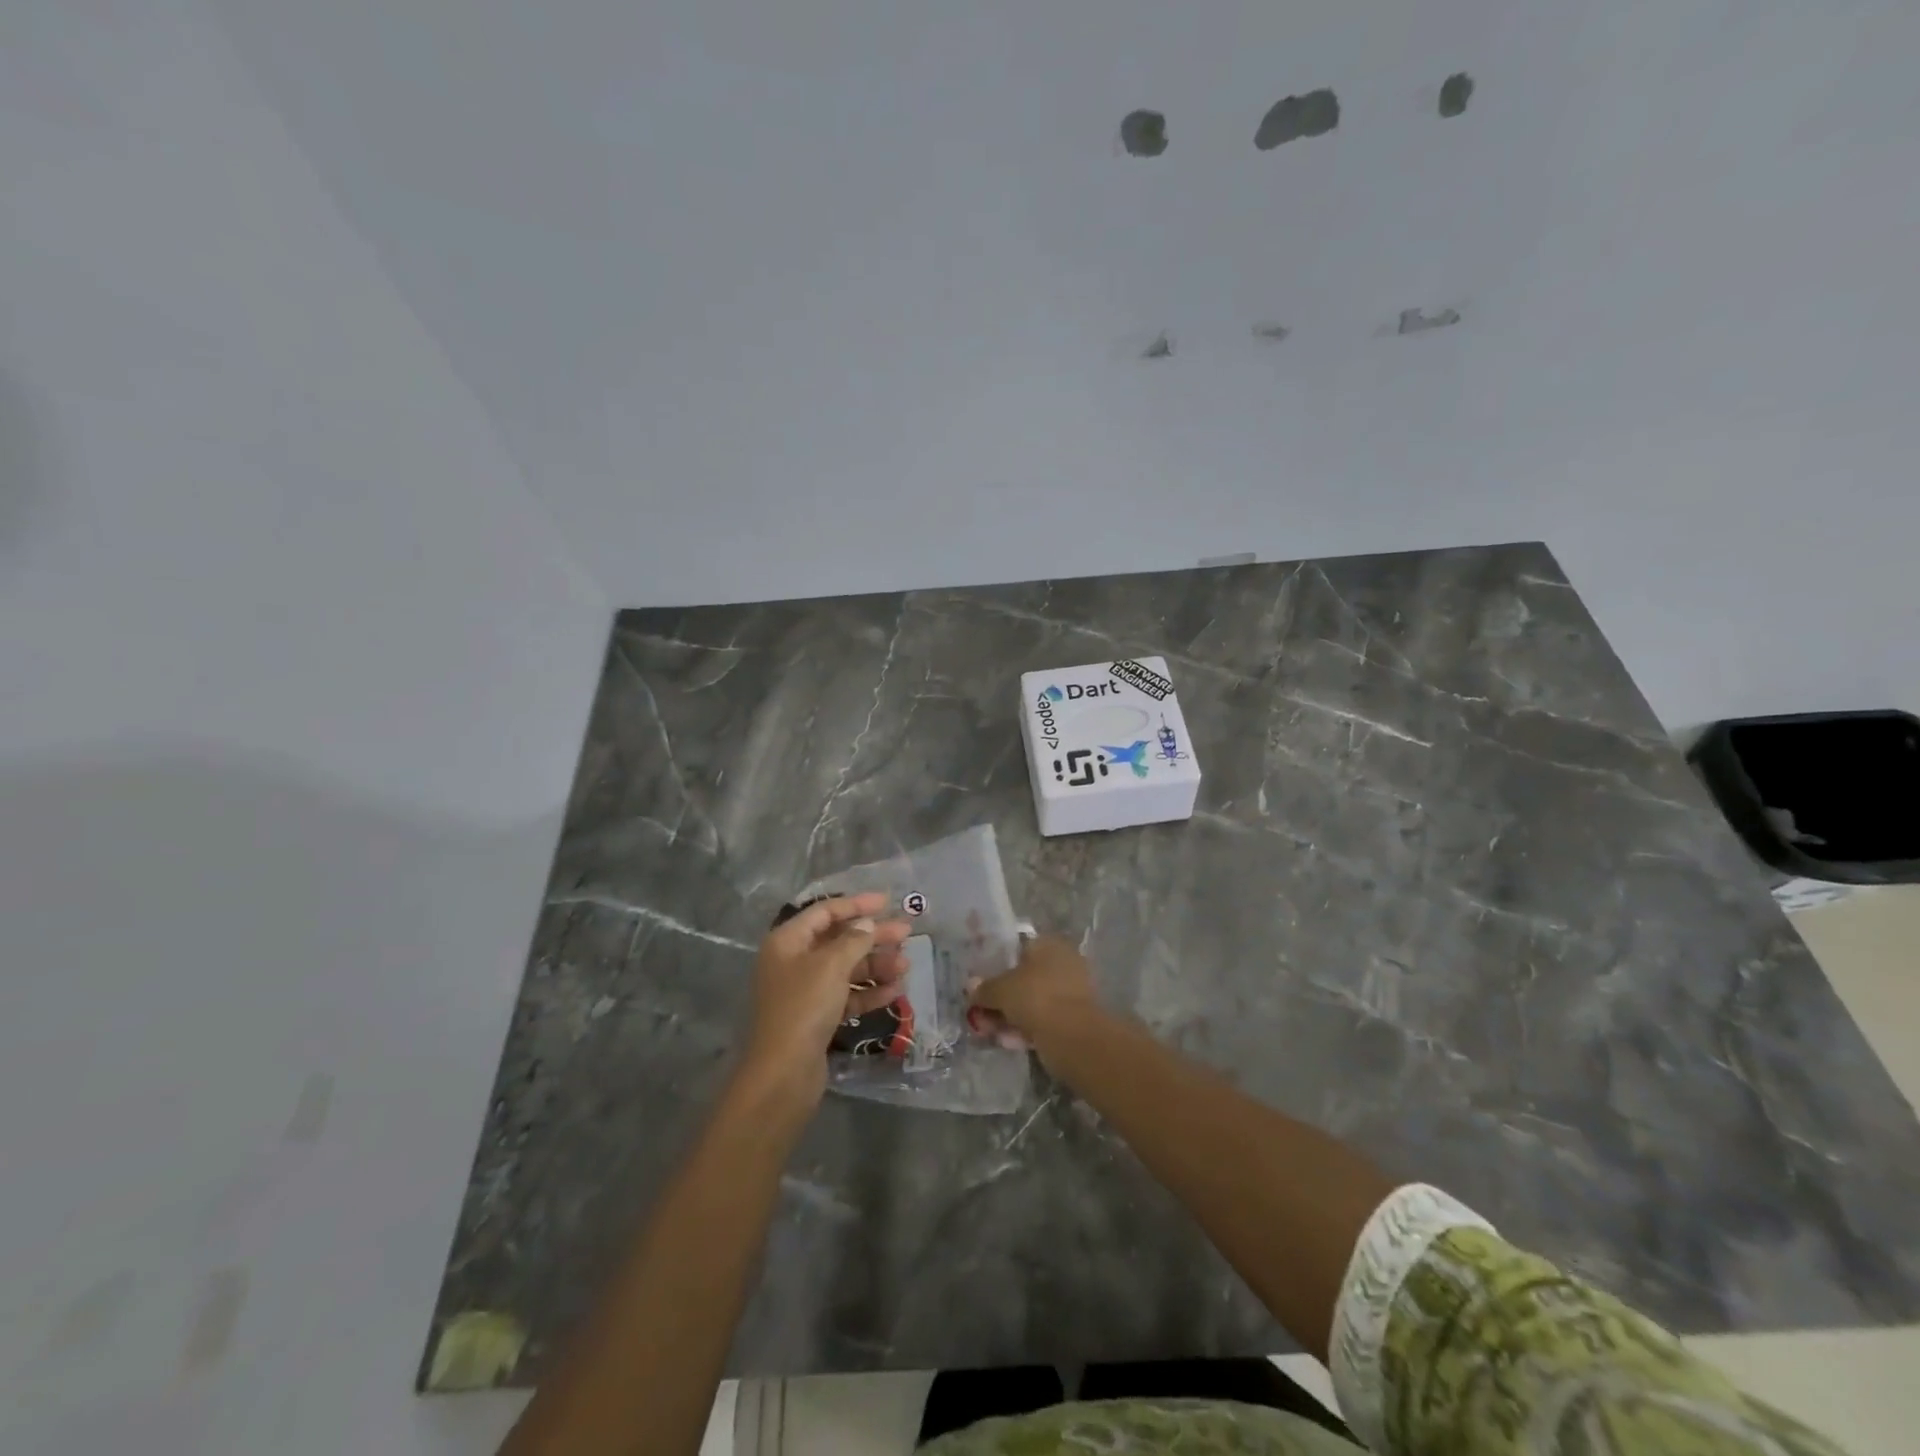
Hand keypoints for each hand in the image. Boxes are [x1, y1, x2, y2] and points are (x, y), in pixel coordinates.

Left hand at [740, 893, 909, 1105]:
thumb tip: (868, 924)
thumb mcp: (832, 965)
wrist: (784, 1073)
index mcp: (787, 941)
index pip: (825, 912)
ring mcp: (805, 991)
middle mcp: (794, 961)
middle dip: (873, 936)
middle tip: (906, 933)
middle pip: (839, 940)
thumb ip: (854, 940)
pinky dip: (869, 992)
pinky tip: (895, 991)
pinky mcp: (817, 1017)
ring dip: (876, 965)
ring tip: (906, 966)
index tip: (888, 902)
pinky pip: (847, 995)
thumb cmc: (804, 1007)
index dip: (857, 904)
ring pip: (846, 969)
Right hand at [967, 934, 1099, 1051]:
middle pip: (1024, 977)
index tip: (981, 983)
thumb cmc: (1035, 997)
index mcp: (1049, 944)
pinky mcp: (1074, 1018)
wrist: (1072, 1037)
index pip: (1018, 948)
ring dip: (1011, 1015)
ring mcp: (1071, 991)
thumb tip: (971, 987)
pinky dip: (1026, 1028)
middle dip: (1002, 996)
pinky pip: (1043, 1019)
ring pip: (1033, 1001)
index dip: (997, 964)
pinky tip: (1008, 1042)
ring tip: (989, 1032)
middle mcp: (1063, 962)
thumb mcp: (1000, 990)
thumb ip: (984, 988)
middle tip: (981, 1012)